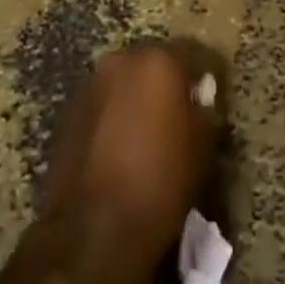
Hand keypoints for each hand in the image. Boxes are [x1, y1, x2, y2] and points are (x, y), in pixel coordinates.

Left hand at [35, 41, 223, 283]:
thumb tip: (200, 97)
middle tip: (183, 110)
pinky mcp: (69, 110)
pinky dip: (116, 113)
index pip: (195, 52)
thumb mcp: (202, 148)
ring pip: (126, 80)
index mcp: (158, 61)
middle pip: (155, 61)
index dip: (208, 74)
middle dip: (170, 80)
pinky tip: (123, 143)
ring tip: (151, 129)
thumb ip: (204, 110)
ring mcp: (91, 83)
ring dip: (140, 95)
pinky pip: (104, 102)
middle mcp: (122, 60)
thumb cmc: (160, 184)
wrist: (92, 230)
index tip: (216, 95)